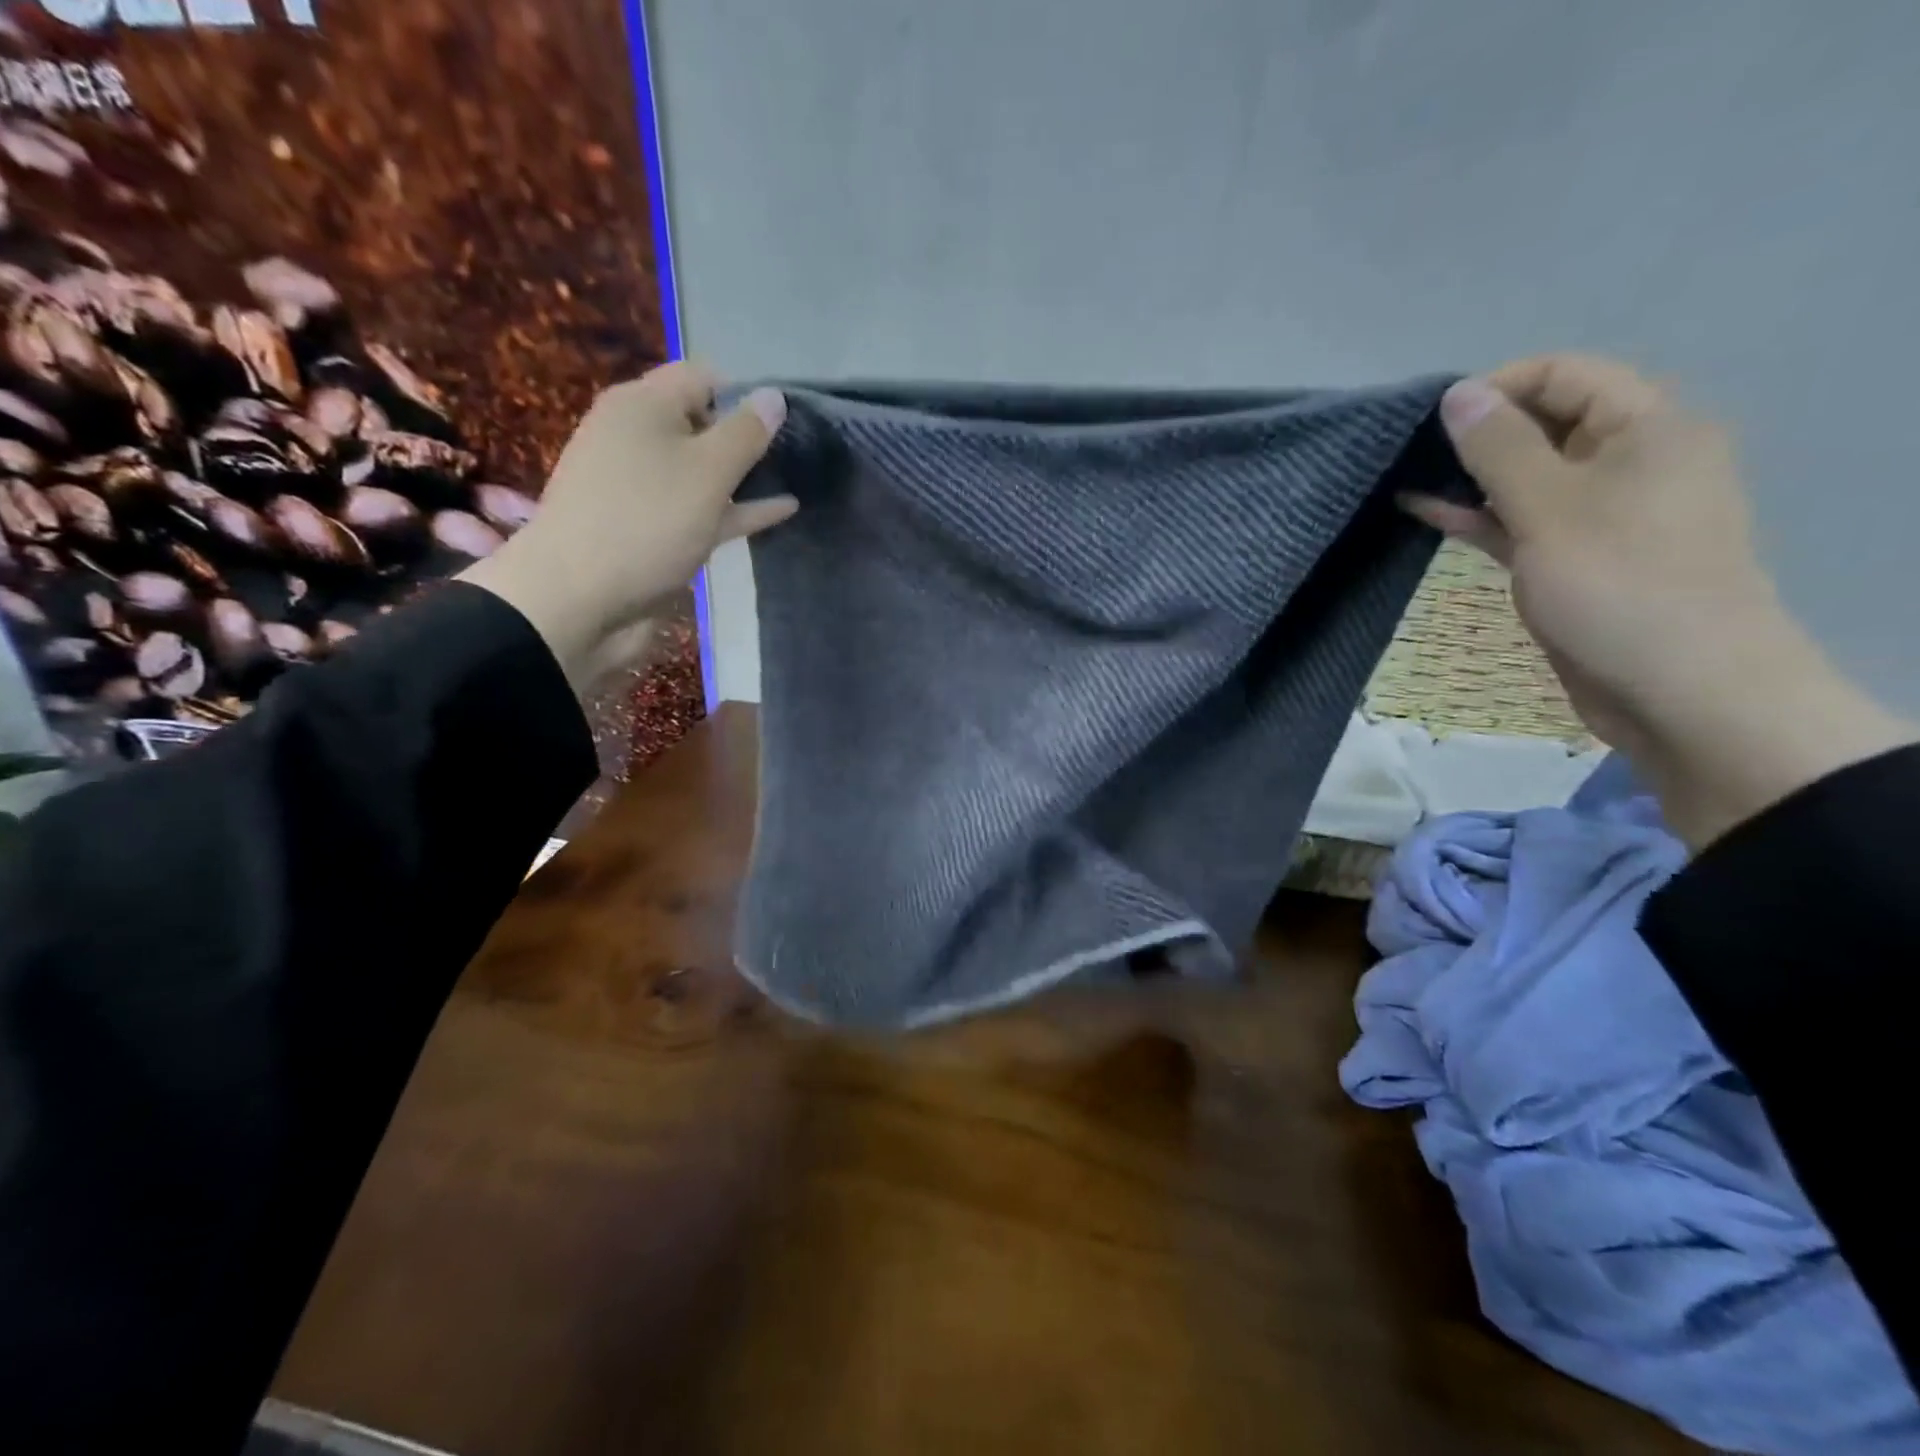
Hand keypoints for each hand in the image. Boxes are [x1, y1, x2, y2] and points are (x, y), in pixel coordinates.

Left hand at [459, 362, 795, 688]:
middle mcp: (637, 436)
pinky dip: (735, 508)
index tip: (785, 424)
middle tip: (796, 454)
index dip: (745, 394)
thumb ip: (746, 434)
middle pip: (701, 423)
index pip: (703, 377)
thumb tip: (775, 396)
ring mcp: (642, 486)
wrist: (578, 600)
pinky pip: (700, 507)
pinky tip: (778, 513)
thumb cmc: (647, 522)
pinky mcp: (649, 527)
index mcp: (643, 405)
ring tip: (792, 480)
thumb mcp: (708, 472)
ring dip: (742, 476)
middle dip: (745, 437)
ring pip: (702, 470)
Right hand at [1406, 354, 1911, 845]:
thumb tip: (1456, 394)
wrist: (1676, 689)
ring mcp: (1597, 513)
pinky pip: (1519, 519)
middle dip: (1476, 434)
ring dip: (1468, 477)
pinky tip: (1426, 512)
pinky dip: (1476, 514)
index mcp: (1646, 427)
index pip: (1565, 375)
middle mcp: (1627, 460)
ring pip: (1525, 476)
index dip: (1498, 388)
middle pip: (1544, 423)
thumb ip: (1498, 448)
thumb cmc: (1618, 584)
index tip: (1433, 421)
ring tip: (1404, 480)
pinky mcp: (1571, 557)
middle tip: (1409, 453)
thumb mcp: (1550, 507)